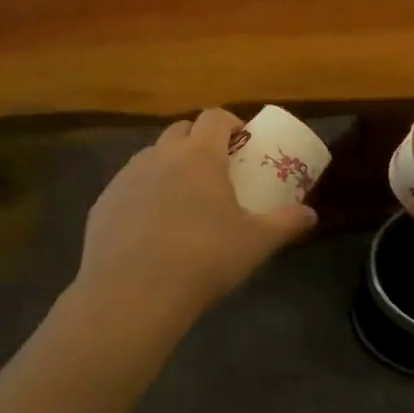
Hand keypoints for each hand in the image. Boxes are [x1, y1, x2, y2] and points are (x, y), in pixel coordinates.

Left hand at [77, 109, 317, 328]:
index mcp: (199, 155)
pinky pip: (128, 186)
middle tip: (214, 170)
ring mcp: (127, 177)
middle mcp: (160, 155)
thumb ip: (286, 223)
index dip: (230, 123)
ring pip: (152, 156)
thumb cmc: (203, 260)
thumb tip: (311, 214)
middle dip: (198, 141)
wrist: (132, 295)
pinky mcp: (102, 203)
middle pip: (181, 130)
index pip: (215, 117)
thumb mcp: (255, 243)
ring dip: (169, 165)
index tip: (241, 143)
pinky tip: (150, 228)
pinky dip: (143, 194)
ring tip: (182, 199)